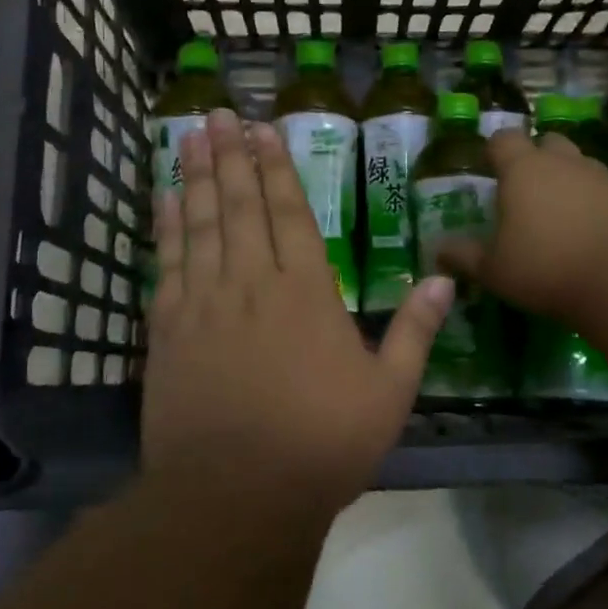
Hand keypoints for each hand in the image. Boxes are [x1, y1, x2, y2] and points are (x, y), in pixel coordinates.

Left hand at [142, 108, 452, 512]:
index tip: (263, 131)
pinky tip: (165, 199)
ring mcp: (205, 303)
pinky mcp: (169, 330)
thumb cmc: (322, 444)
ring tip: (190, 135)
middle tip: (218, 113)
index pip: (290, 213)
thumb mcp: (389, 392)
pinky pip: (167, 264)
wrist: (236, 495)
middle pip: (241, 206)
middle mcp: (253, 283)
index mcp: (306, 292)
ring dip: (197, 177)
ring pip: (201, 224)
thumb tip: (442, 278)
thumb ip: (415, 330)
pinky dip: (166, 227)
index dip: (276, 168)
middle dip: (231, 156)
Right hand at [435, 128, 607, 326]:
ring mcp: (598, 175)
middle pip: (545, 142)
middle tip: (523, 191)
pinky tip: (585, 229)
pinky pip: (600, 187)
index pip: (502, 140)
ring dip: (564, 177)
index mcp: (522, 168)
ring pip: (576, 162)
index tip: (487, 170)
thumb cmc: (545, 266)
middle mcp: (561, 161)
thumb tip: (437, 249)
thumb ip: (464, 256)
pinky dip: (590, 199)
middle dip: (533, 158)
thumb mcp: (494, 269)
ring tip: (555, 212)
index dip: (492, 151)